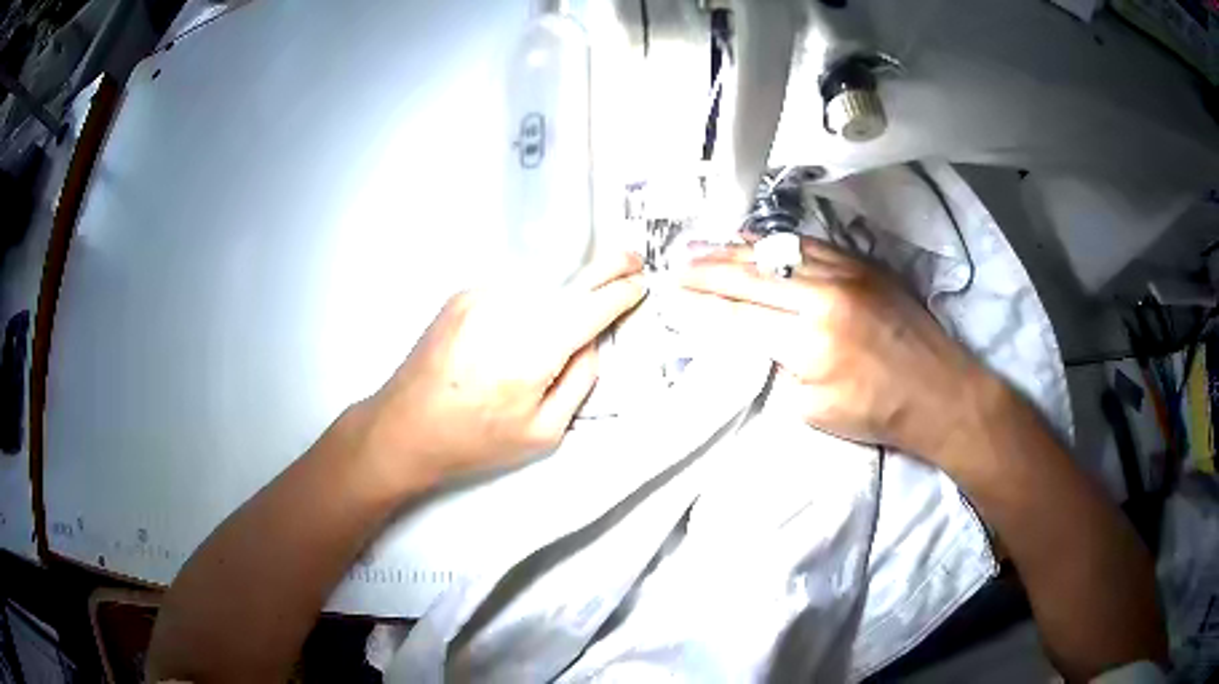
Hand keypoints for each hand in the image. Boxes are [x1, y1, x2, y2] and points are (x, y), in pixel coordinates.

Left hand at [359, 253, 645, 489]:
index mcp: (533, 352)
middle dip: (605, 267)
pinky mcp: (462, 296)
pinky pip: (510, 289)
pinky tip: (520, 325)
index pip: (591, 309)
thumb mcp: (543, 432)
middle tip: (630, 258)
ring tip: (571, 307)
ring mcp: (480, 298)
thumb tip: (592, 343)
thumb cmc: (474, 439)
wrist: (405, 426)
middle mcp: (507, 312)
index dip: (620, 295)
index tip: (639, 286)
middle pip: (569, 280)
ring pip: (539, 284)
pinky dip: (527, 298)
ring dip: (562, 289)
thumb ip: (579, 382)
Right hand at [679, 237, 985, 459]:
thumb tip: (761, 342)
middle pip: (752, 277)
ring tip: (701, 244)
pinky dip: (775, 242)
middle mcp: (824, 299)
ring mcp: (846, 274)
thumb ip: (781, 372)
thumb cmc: (879, 412)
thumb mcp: (816, 411)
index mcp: (810, 344)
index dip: (701, 307)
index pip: (740, 318)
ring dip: (735, 249)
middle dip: (707, 270)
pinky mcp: (863, 265)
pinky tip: (753, 238)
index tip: (673, 297)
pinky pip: (810, 245)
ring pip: (778, 253)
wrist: (940, 392)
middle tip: (675, 264)